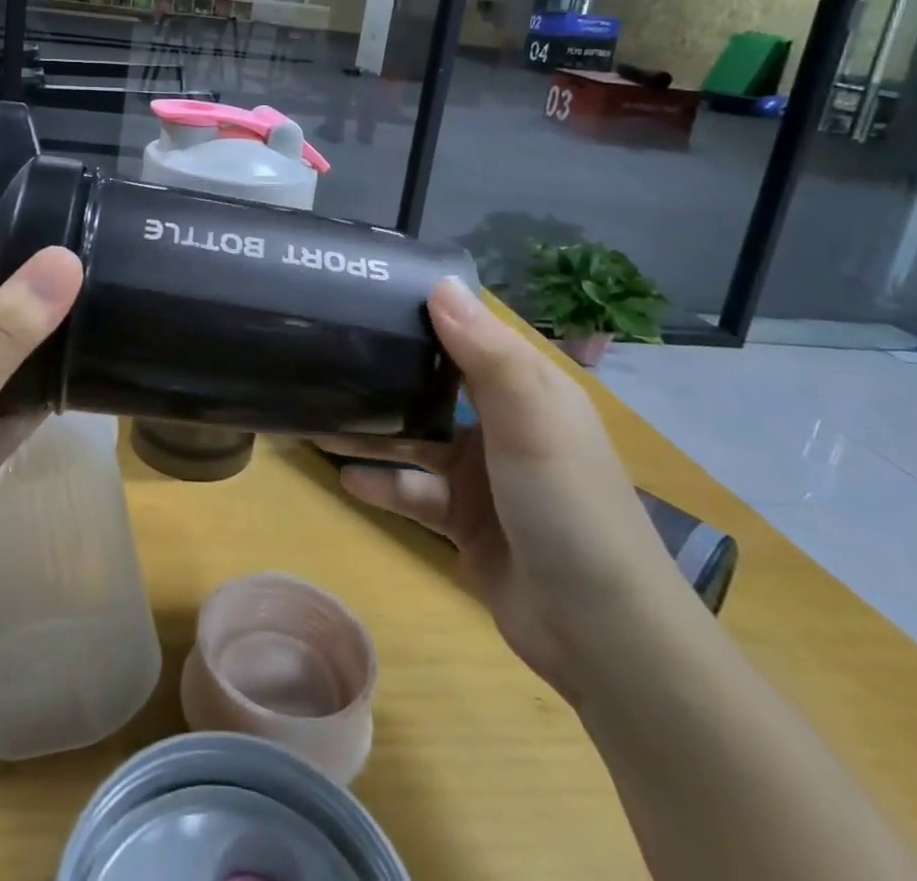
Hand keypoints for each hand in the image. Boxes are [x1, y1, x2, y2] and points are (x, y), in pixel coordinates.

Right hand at [319, 278, 695, 701]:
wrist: (601, 633)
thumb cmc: (568, 505)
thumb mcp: (530, 418)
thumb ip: (484, 351)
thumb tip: (438, 282)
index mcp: (527, 388)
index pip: (469, 334)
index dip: (424, 313)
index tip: (366, 293)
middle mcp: (503, 423)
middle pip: (434, 386)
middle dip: (385, 373)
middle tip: (326, 352)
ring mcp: (482, 475)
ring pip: (414, 440)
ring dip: (371, 431)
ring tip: (315, 416)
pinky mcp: (464, 520)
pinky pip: (413, 491)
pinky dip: (382, 483)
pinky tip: (345, 478)